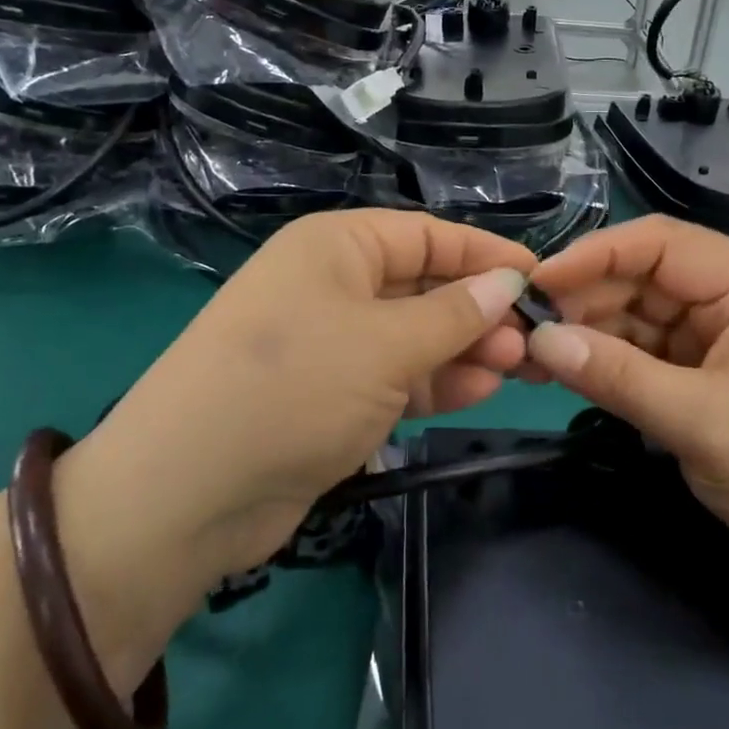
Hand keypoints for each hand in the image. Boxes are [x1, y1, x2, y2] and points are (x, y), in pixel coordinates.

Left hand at [69, 210, 530, 620]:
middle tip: (535, 339)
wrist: (188, 493)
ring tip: (520, 366)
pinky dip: (436, 382)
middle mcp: (332, 285)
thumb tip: (509, 282)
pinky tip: (482, 390)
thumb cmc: (295, 387)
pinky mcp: (331, 395)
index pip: (426, 235)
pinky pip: (396, 376)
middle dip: (479, 310)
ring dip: (465, 348)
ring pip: (414, 335)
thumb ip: (454, 314)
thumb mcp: (385, 344)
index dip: (484, 254)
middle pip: (423, 286)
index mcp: (336, 247)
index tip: (539, 277)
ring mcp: (331, 343)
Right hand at [524, 216, 728, 579]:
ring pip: (637, 317)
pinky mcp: (705, 376)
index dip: (594, 254)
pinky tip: (568, 372)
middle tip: (525, 330)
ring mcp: (716, 339)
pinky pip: (645, 355)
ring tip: (533, 355)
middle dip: (584, 299)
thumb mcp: (705, 422)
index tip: (538, 284)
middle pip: (641, 278)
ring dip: (589, 332)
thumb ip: (619, 377)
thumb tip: (541, 339)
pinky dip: (608, 363)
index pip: (659, 244)